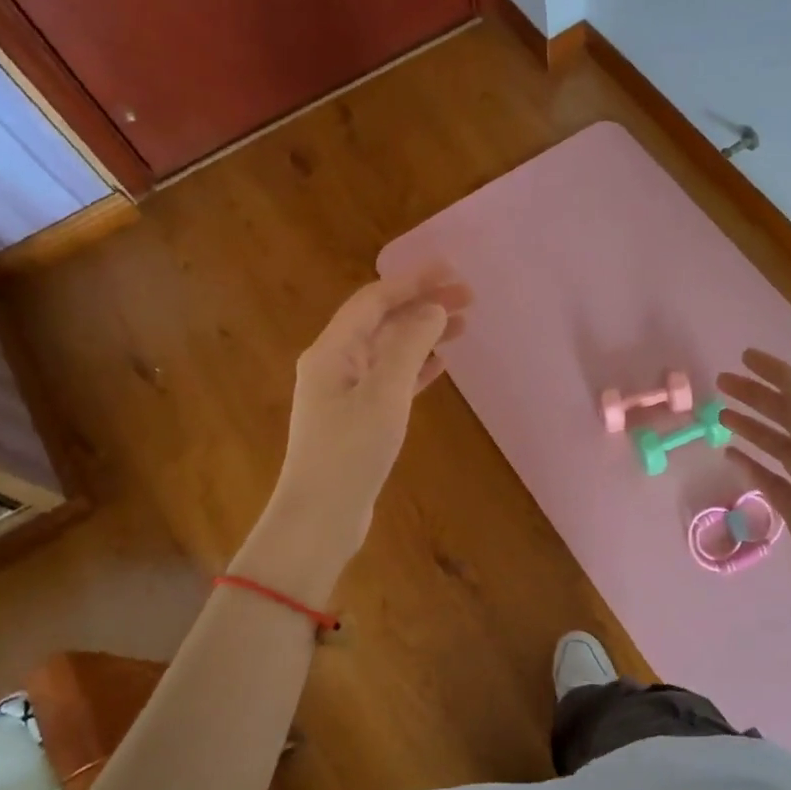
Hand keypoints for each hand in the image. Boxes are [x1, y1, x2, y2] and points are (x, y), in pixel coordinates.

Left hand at [246, 265, 470, 582]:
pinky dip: (415, 366)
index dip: (413, 280)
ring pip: (390, 349)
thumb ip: (409, 346)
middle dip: (423, 304)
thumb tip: (432, 309)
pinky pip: (391, 379)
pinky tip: (440, 363)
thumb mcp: (384, 395)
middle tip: (469, 297)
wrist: (320, 519)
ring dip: (424, 334)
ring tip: (464, 325)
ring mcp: (345, 392)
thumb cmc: (350, 453)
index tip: (452, 270)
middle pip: (383, 321)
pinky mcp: (358, 418)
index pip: (375, 300)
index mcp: (332, 351)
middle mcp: (335, 364)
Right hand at [717, 350, 790, 660]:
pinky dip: (752, 464)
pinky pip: (771, 478)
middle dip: (758, 396)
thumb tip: (787, 379)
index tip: (745, 357)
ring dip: (752, 427)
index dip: (779, 373)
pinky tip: (730, 454)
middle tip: (722, 382)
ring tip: (721, 413)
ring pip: (778, 444)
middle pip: (790, 415)